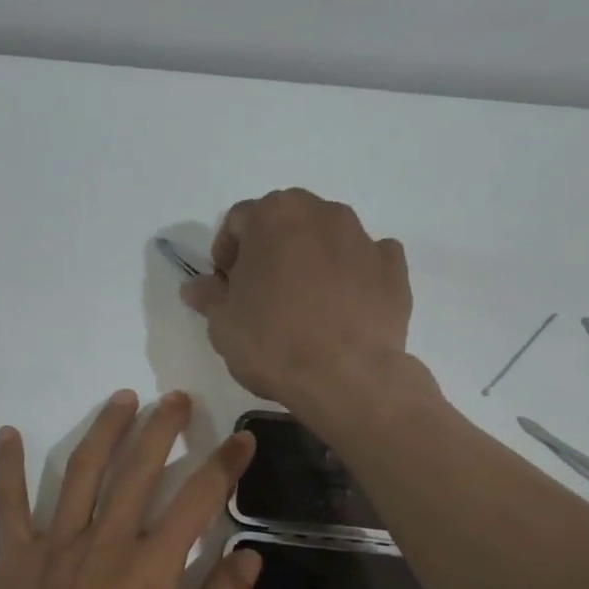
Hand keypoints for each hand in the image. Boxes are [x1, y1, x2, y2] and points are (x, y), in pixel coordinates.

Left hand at [0, 389, 262, 588]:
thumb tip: (248, 554)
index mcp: (153, 567)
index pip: (199, 499)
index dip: (225, 464)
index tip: (242, 438)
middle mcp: (107, 540)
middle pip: (139, 468)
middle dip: (163, 427)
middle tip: (177, 398)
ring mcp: (57, 543)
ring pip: (82, 470)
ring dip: (105, 429)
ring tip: (122, 398)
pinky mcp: (16, 557)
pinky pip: (10, 503)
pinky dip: (8, 467)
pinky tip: (8, 434)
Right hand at [181, 188, 413, 415]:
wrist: (347, 377)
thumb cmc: (273, 344)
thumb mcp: (224, 326)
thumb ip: (209, 298)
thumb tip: (195, 287)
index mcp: (273, 216)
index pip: (238, 221)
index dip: (227, 254)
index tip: (226, 287)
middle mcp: (321, 212)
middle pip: (286, 222)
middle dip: (270, 251)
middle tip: (262, 295)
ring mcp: (363, 236)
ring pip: (326, 238)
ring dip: (311, 260)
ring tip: (304, 306)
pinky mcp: (394, 267)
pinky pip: (366, 260)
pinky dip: (353, 275)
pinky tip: (344, 309)